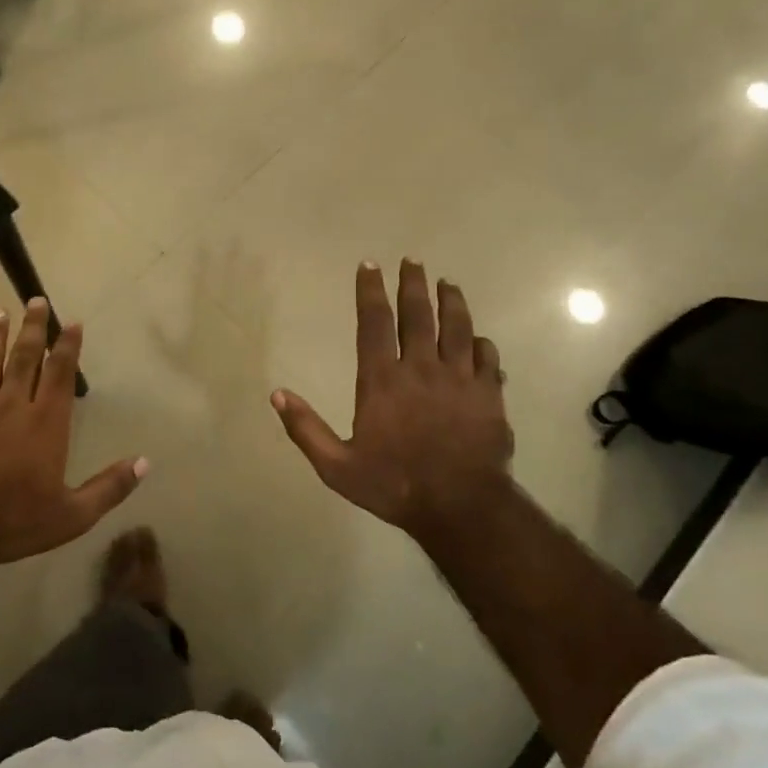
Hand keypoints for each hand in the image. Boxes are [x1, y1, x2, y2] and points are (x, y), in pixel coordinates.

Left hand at [0, 300, 145, 569]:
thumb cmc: (16, 521)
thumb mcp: (73, 515)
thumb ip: (110, 487)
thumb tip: (145, 462)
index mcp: (45, 423)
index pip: (60, 373)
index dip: (67, 346)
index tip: (72, 322)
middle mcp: (11, 407)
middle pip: (23, 358)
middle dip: (33, 328)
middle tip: (36, 300)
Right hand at [271, 261, 514, 545]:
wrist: (461, 507)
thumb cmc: (394, 484)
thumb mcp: (336, 466)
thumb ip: (306, 429)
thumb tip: (277, 395)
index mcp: (381, 380)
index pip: (373, 323)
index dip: (369, 290)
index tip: (369, 264)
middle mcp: (421, 368)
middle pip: (418, 314)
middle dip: (413, 284)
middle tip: (412, 260)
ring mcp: (460, 378)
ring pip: (458, 327)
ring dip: (452, 302)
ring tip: (448, 284)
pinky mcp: (490, 394)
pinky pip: (488, 358)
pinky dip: (482, 344)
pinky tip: (479, 338)